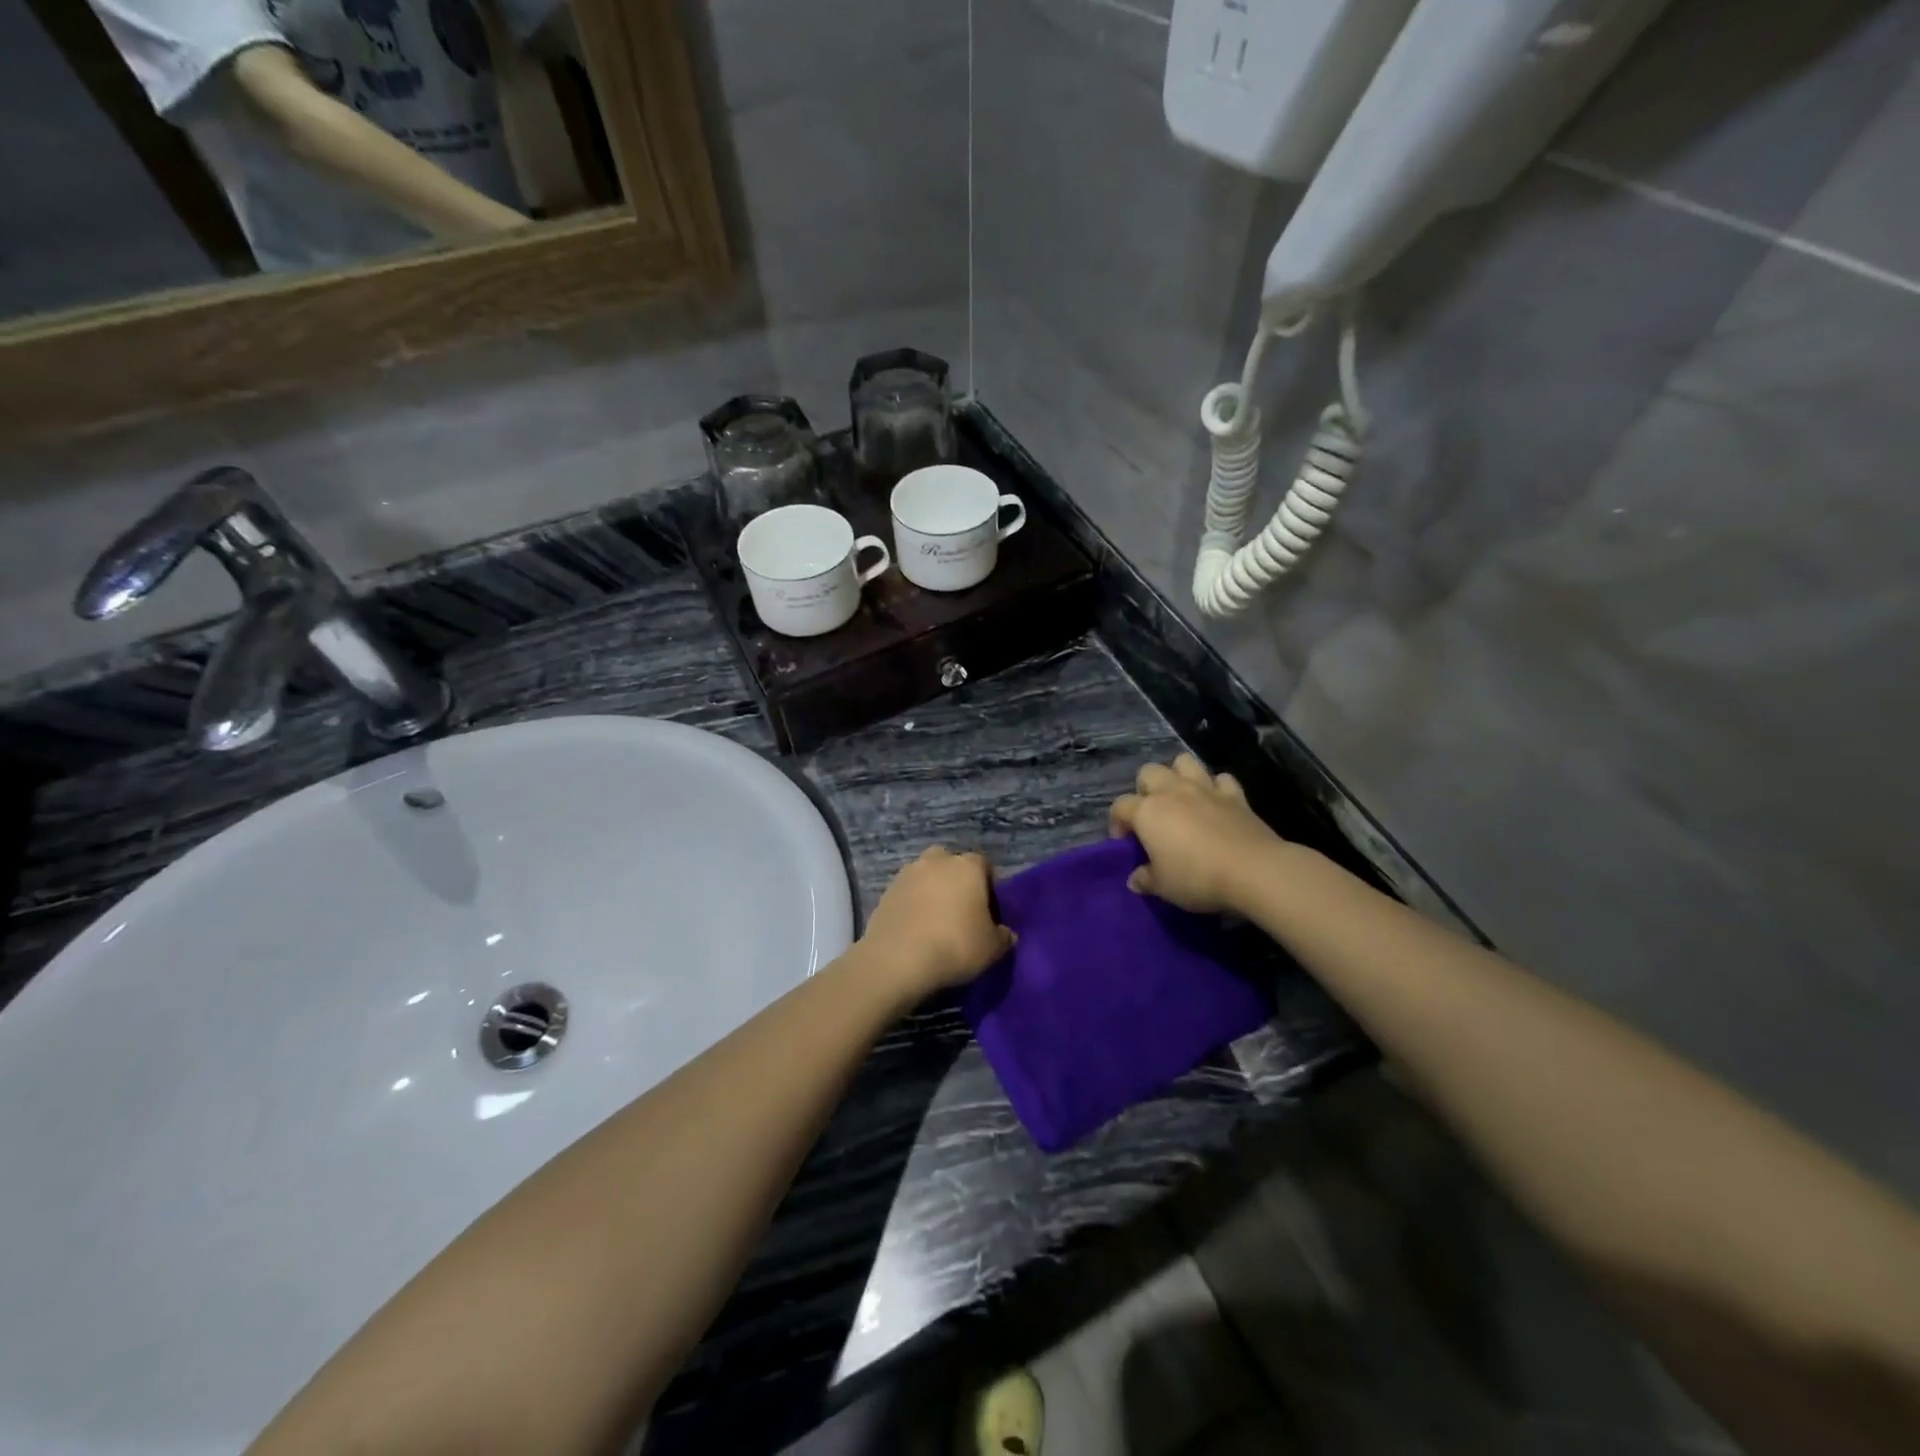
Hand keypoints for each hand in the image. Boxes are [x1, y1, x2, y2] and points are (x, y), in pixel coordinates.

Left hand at [859, 847, 1014, 995]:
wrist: (897, 959)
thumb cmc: (955, 946)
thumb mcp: (992, 949)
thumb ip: (1003, 936)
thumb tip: (1005, 933)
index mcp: (967, 866)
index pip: (984, 866)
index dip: (988, 887)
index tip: (989, 912)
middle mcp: (936, 861)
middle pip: (951, 864)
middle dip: (956, 881)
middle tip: (960, 911)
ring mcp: (907, 874)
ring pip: (925, 876)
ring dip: (931, 891)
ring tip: (935, 921)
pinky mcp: (885, 892)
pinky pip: (906, 893)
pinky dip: (912, 905)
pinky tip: (915, 929)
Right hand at [1108, 754, 1285, 914]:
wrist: (1253, 870)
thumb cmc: (1197, 877)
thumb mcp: (1163, 887)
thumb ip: (1145, 879)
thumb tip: (1136, 878)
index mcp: (1147, 811)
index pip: (1120, 806)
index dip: (1117, 822)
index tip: (1125, 842)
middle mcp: (1172, 791)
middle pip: (1149, 772)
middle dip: (1145, 789)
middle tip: (1152, 816)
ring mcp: (1205, 789)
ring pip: (1184, 762)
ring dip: (1179, 775)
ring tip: (1181, 798)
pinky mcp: (1235, 795)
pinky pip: (1221, 779)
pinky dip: (1216, 787)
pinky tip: (1216, 803)